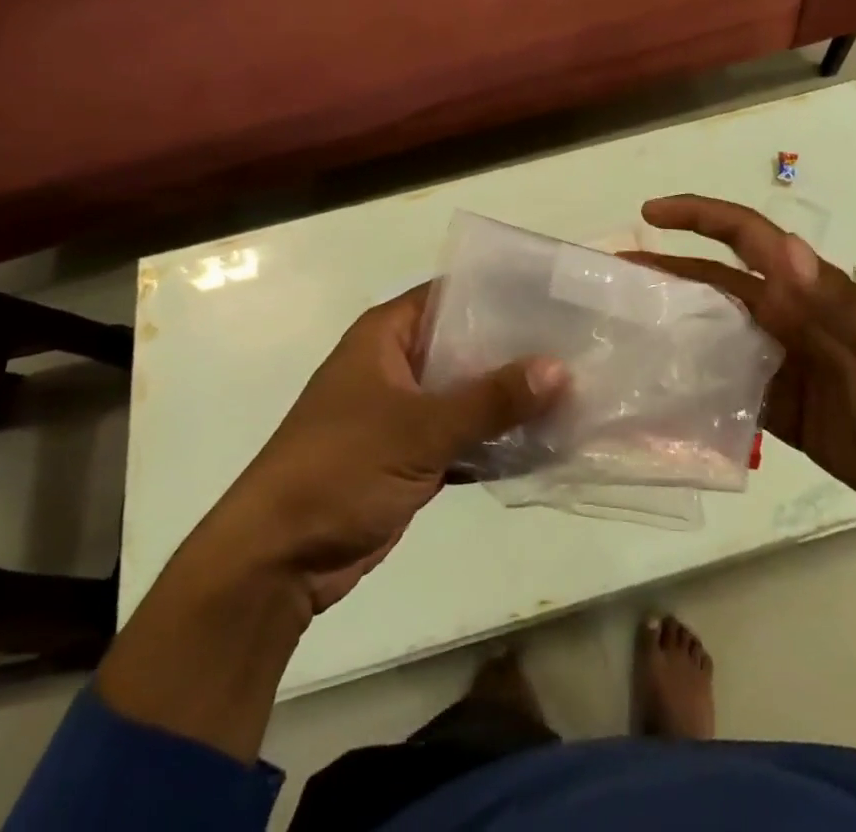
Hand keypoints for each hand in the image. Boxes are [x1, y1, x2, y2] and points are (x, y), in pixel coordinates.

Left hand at [204, 283, 567, 614]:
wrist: (277, 562)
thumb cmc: (339, 470)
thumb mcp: (419, 430)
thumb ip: (491, 400)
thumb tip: (561, 369)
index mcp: (387, 336)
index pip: (452, 294)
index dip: (501, 292)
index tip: (554, 297)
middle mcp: (397, 364)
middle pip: (466, 343)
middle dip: (516, 349)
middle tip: (577, 344)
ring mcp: (404, 411)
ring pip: (468, 392)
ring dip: (510, 397)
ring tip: (573, 387)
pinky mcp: (412, 454)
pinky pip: (464, 435)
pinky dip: (495, 439)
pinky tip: (544, 439)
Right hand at [630, 194, 855, 522]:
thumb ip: (833, 302)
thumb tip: (784, 248)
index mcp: (809, 290)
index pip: (746, 237)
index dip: (700, 217)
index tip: (651, 214)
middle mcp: (786, 316)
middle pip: (716, 282)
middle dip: (667, 270)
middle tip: (614, 275)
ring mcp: (778, 361)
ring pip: (713, 331)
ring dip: (672, 323)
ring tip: (621, 327)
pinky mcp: (775, 405)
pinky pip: (723, 385)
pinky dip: (691, 382)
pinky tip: (655, 389)